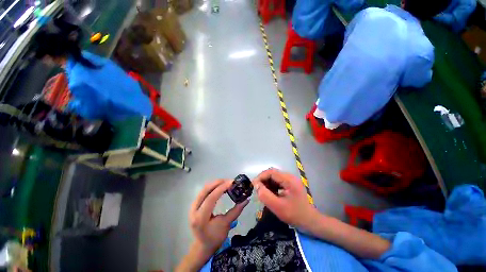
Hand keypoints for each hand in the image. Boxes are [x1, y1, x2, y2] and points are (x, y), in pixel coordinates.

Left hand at [189, 179, 248, 255]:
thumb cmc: (215, 237)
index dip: (222, 188)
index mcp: (200, 217)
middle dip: (218, 183)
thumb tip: (247, 199)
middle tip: (229, 181)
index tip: (232, 182)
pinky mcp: (195, 204)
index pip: (211, 198)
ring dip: (216, 184)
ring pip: (204, 189)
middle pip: (205, 190)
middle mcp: (194, 209)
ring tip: (226, 183)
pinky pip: (204, 192)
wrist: (203, 245)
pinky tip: (220, 187)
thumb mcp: (226, 224)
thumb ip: (236, 211)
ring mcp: (193, 206)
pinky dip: (213, 187)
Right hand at [252, 168, 317, 228]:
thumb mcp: (278, 207)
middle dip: (263, 180)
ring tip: (262, 192)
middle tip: (257, 190)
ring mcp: (291, 180)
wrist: (310, 221)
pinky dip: (271, 186)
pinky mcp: (290, 184)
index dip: (261, 177)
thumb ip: (265, 195)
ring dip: (267, 183)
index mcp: (289, 180)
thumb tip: (256, 185)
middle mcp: (290, 177)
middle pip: (272, 173)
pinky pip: (278, 182)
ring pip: (274, 177)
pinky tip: (270, 194)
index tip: (254, 185)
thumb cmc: (295, 215)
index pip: (271, 172)